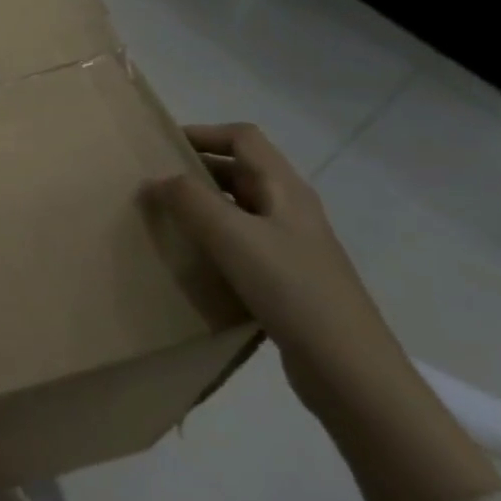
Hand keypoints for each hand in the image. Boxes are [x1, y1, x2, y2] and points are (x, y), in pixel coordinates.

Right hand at [142, 122, 405, 403]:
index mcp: (284, 189)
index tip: (161, 145)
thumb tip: (157, 180)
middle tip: (153, 183)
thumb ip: (190, 200)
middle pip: (239, 170)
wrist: (347, 368)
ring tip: (164, 219)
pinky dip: (212, 239)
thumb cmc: (290, 288)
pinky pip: (241, 242)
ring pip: (238, 208)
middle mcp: (290, 208)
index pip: (242, 138)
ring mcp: (291, 245)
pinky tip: (191, 259)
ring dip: (201, 205)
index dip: (202, 133)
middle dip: (195, 169)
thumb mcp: (232, 236)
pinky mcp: (286, 277)